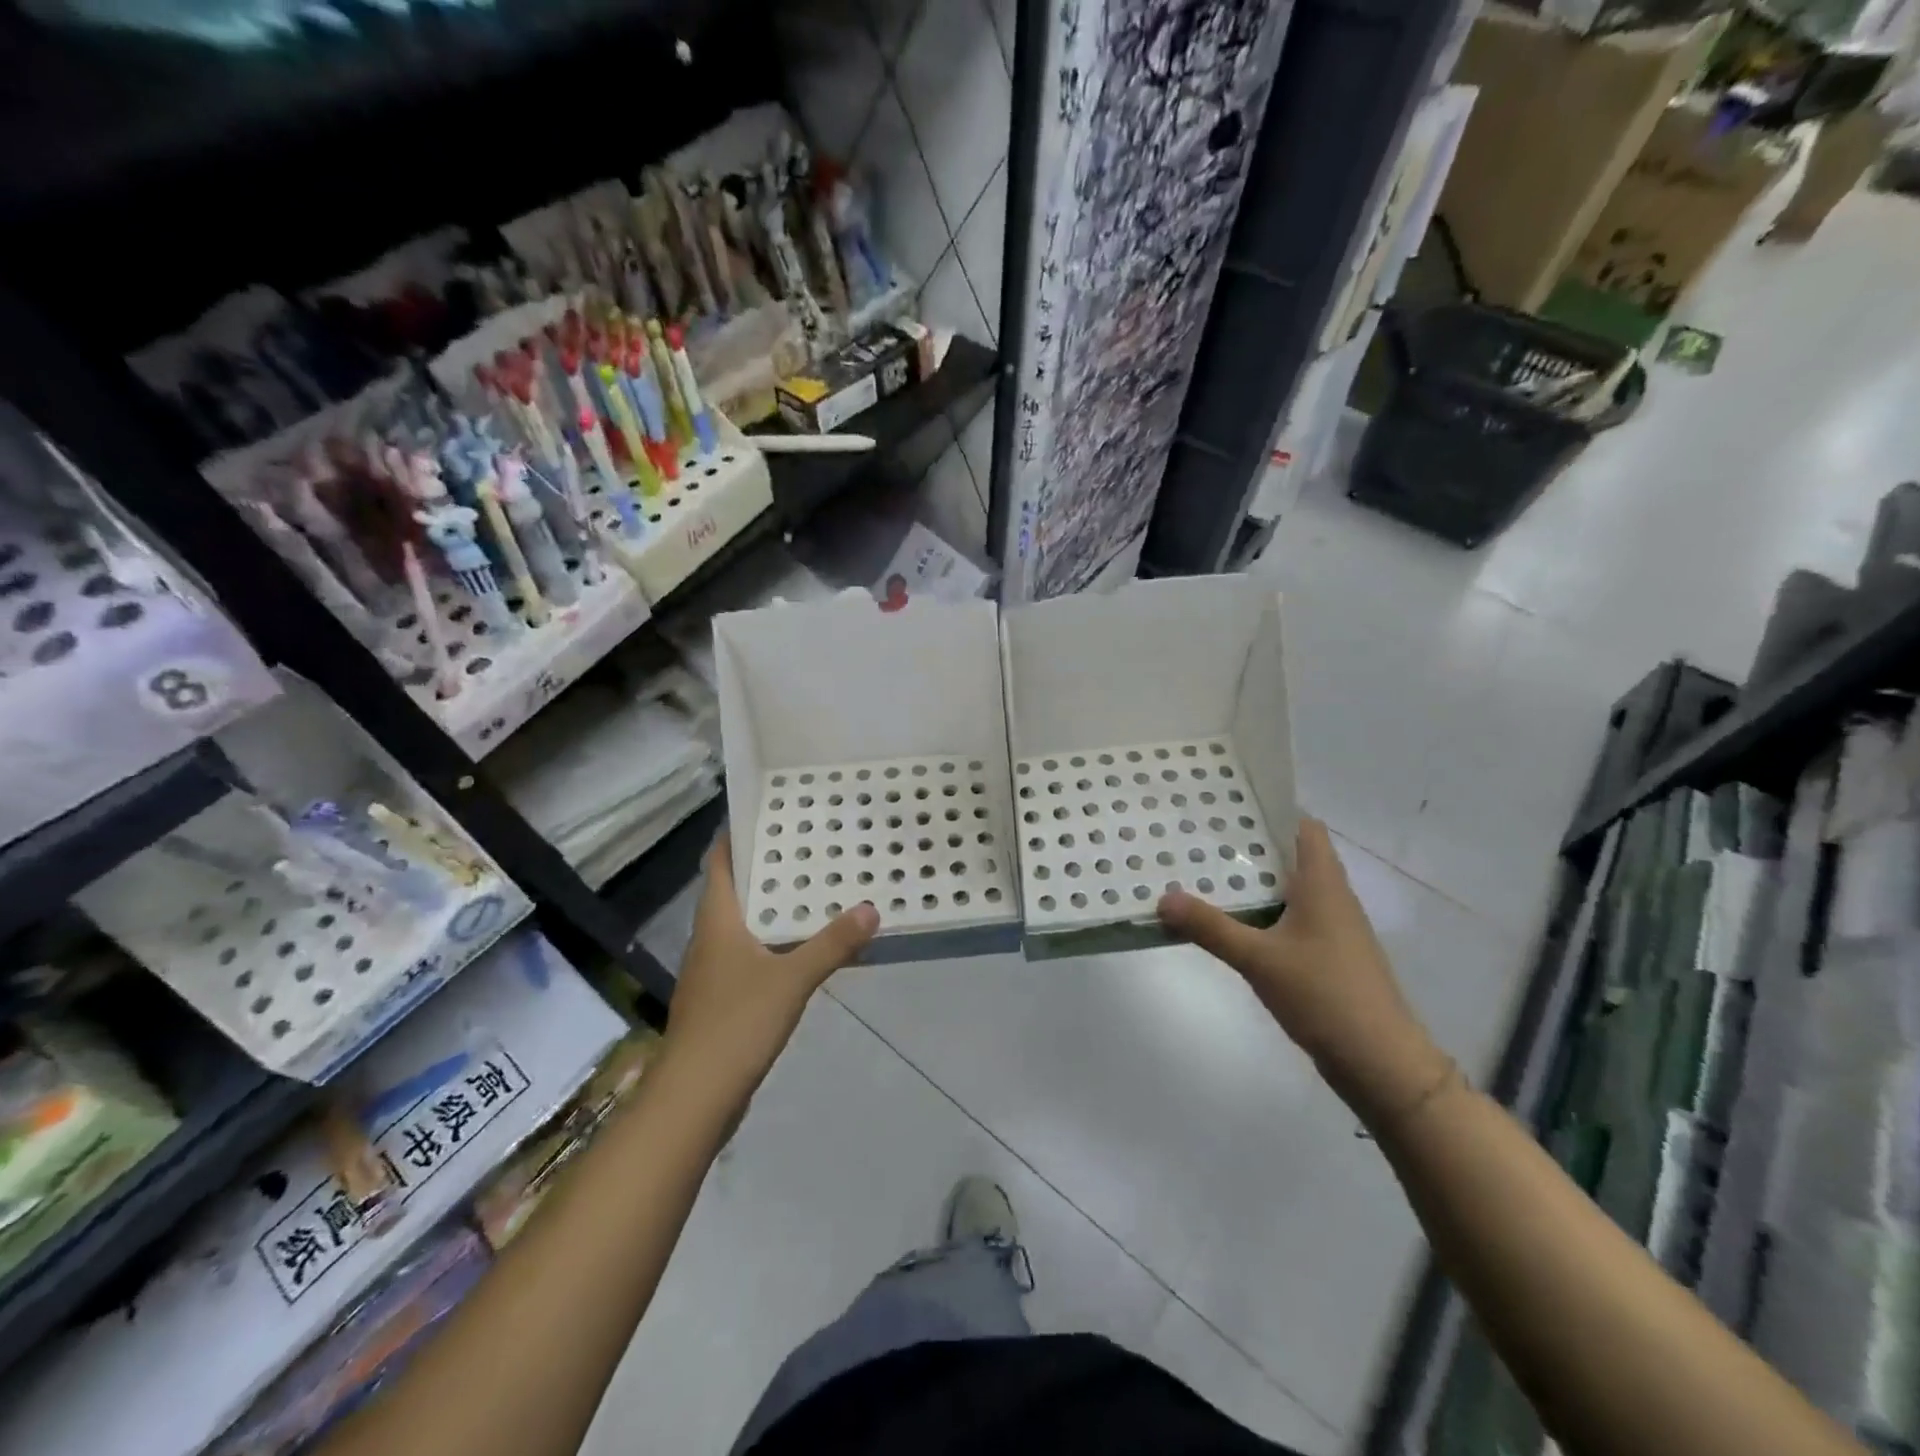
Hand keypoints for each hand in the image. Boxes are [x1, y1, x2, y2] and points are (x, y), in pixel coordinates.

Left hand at [664, 835, 878, 1096]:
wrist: (694, 1096)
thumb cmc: (737, 1023)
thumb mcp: (792, 979)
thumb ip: (833, 944)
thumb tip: (871, 908)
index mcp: (717, 920)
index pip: (718, 862)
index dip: (735, 836)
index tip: (765, 813)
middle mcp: (709, 938)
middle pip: (731, 890)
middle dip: (763, 868)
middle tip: (806, 847)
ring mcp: (711, 971)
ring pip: (740, 924)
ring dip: (768, 906)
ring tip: (811, 890)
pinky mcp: (719, 999)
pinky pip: (747, 955)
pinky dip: (771, 942)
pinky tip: (799, 949)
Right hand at [1158, 818, 1454, 1130]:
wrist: (1380, 1061)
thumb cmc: (1324, 994)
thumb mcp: (1258, 959)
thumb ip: (1210, 927)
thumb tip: (1163, 897)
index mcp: (1323, 884)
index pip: (1304, 827)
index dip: (1272, 811)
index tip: (1228, 806)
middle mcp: (1332, 897)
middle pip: (1292, 855)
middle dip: (1250, 846)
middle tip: (1201, 839)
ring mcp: (1333, 929)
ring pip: (1290, 889)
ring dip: (1255, 882)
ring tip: (1207, 874)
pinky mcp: (1329, 956)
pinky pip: (1291, 919)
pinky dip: (1264, 912)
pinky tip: (1233, 923)